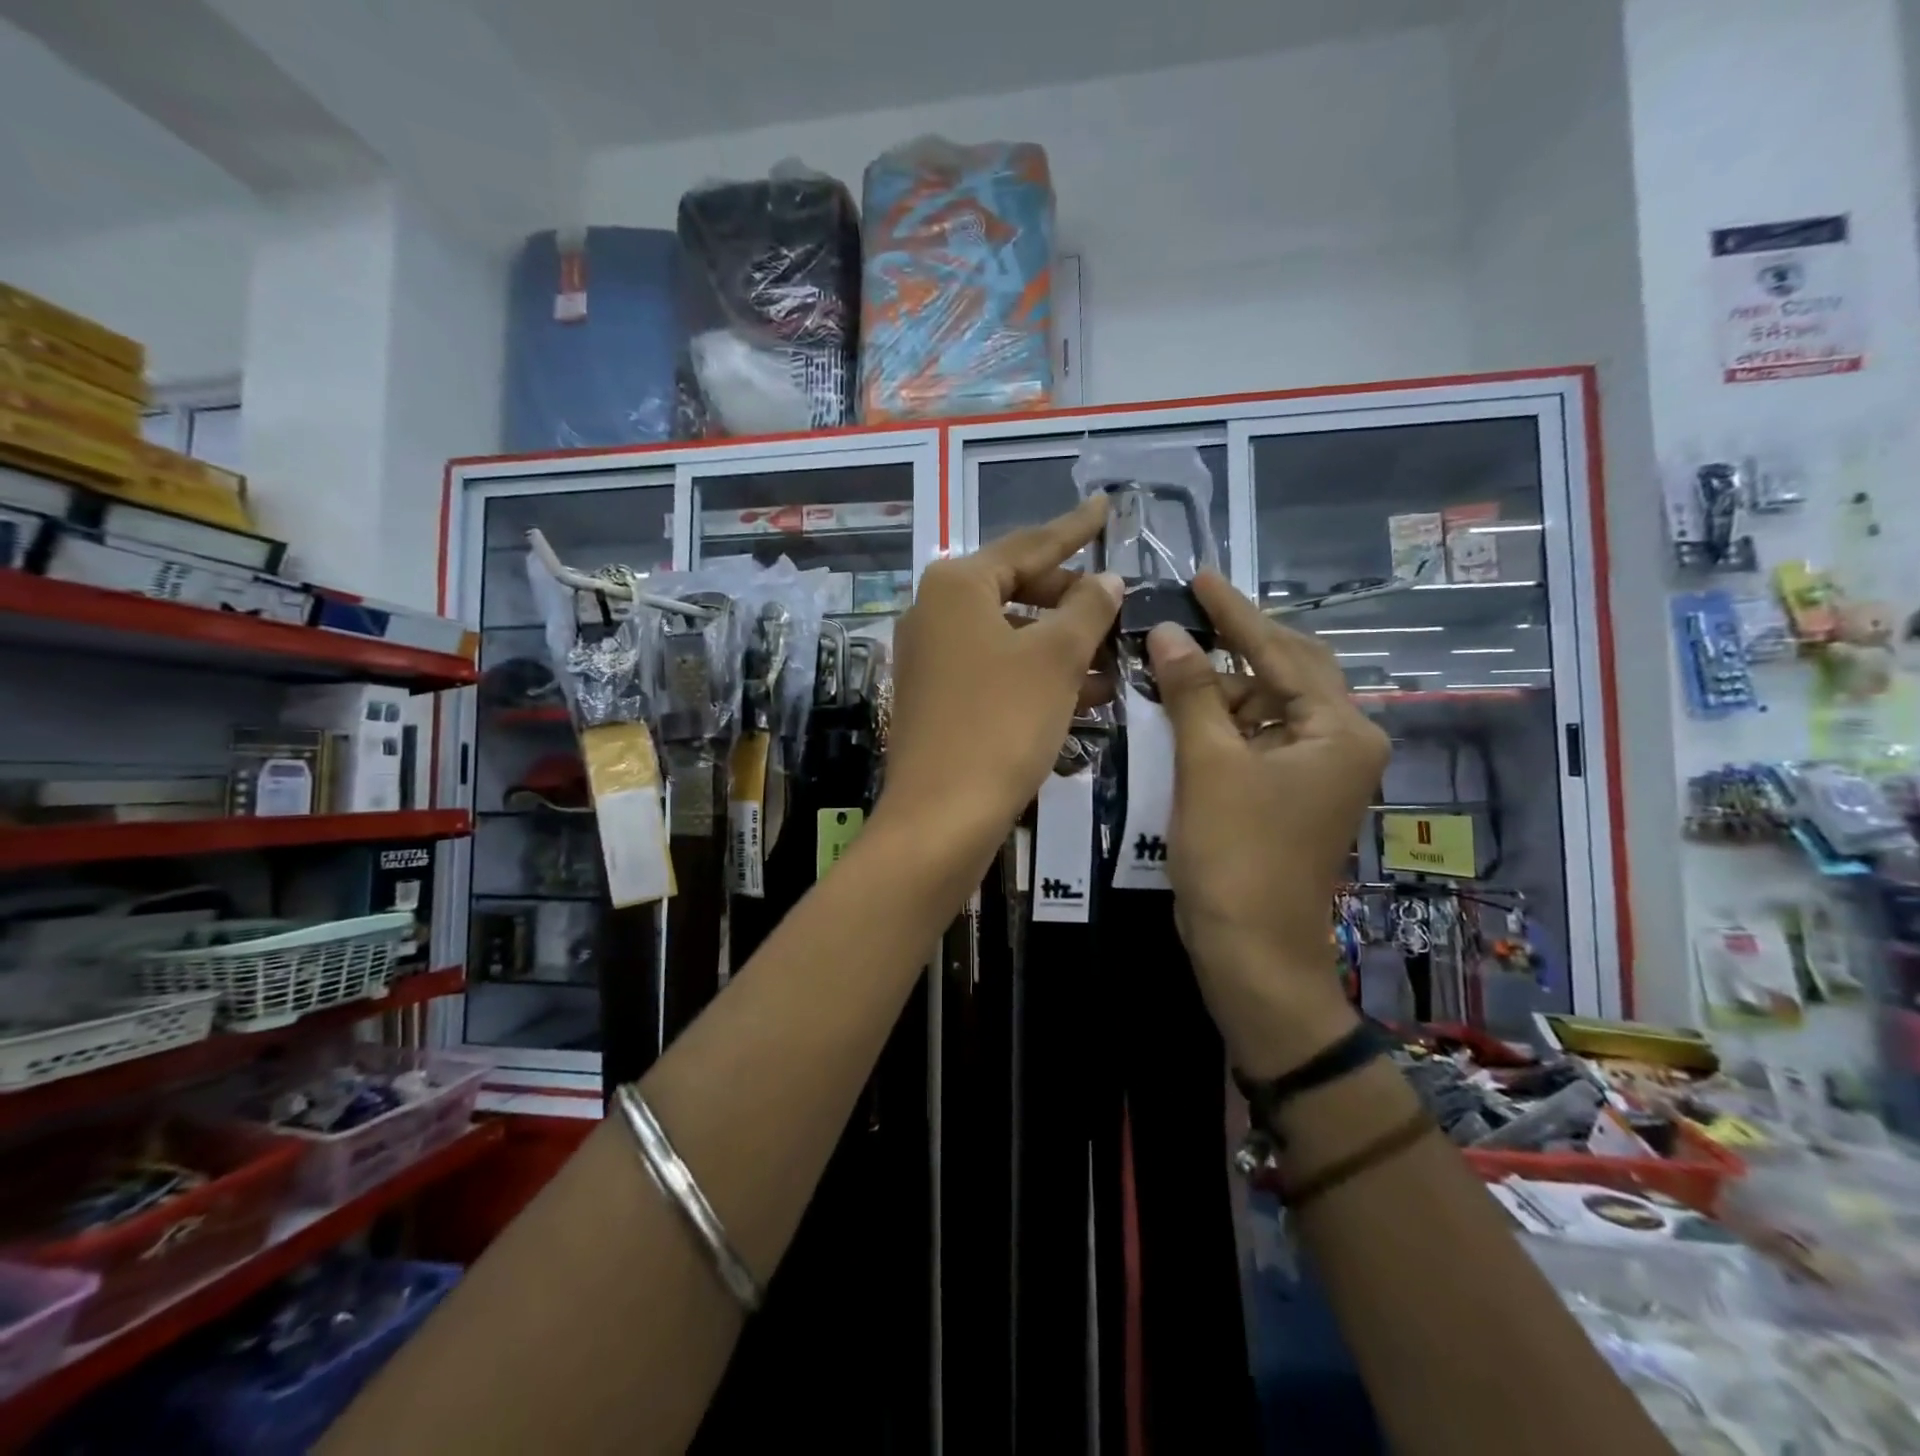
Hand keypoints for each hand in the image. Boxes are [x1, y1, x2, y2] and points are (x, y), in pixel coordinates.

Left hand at [879, 496, 1121, 865]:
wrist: (942, 816)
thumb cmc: (1001, 722)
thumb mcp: (1056, 658)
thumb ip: (1087, 609)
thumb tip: (1108, 580)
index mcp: (956, 586)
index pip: (1029, 545)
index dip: (1074, 530)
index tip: (1106, 508)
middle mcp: (934, 613)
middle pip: (1016, 589)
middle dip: (1071, 600)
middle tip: (1117, 605)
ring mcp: (931, 659)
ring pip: (1011, 636)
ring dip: (1063, 645)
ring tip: (1114, 656)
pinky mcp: (937, 700)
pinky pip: (997, 671)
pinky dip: (1038, 676)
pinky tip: (1086, 694)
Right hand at [1146, 572, 1390, 1075]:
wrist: (1250, 951)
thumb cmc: (1235, 855)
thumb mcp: (1208, 764)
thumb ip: (1191, 691)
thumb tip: (1166, 631)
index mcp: (1339, 730)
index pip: (1281, 650)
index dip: (1234, 613)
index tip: (1199, 576)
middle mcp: (1341, 741)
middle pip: (1285, 671)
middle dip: (1232, 647)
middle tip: (1180, 617)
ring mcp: (1316, 770)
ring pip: (1266, 705)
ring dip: (1219, 689)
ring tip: (1166, 669)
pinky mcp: (1289, 792)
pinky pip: (1255, 737)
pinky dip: (1220, 723)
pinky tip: (1182, 712)